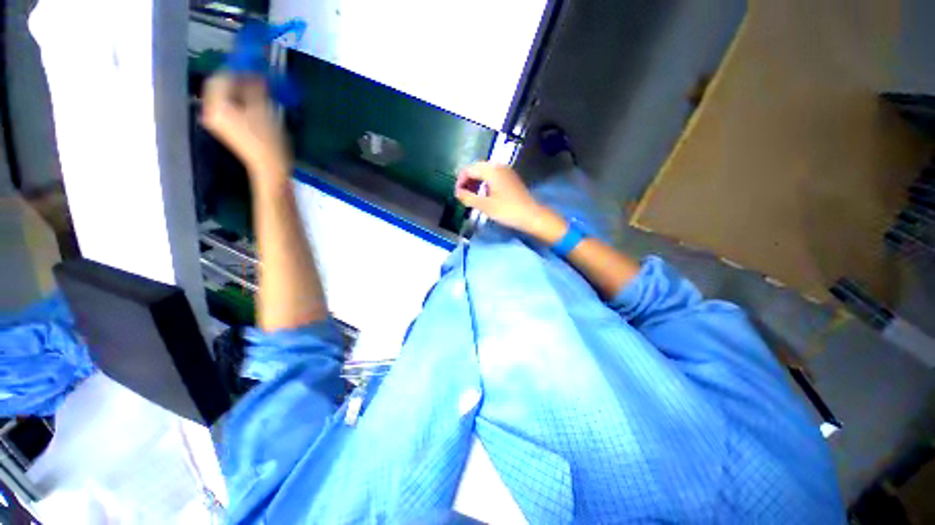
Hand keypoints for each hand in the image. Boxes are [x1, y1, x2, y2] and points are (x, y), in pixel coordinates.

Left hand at [201, 73, 290, 188]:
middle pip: (220, 86)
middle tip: (258, 79)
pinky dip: (240, 100)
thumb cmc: (268, 142)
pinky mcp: (225, 127)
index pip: (222, 77)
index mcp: (217, 106)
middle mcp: (211, 111)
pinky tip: (254, 103)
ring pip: (224, 95)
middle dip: (238, 79)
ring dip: (240, 89)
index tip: (257, 69)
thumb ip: (255, 88)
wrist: (270, 169)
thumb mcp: (263, 111)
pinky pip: (228, 106)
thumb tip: (255, 74)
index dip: (239, 70)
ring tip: (259, 91)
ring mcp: (217, 120)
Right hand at [454, 162, 565, 241]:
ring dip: (476, 181)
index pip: (468, 169)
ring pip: (485, 171)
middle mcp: (498, 166)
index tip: (457, 195)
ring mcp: (506, 171)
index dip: (460, 181)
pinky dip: (485, 182)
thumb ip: (468, 198)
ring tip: (472, 196)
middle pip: (476, 168)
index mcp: (491, 170)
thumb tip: (457, 193)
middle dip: (467, 180)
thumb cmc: (507, 210)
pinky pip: (493, 175)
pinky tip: (484, 194)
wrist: (531, 215)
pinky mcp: (511, 177)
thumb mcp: (485, 206)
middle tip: (463, 195)